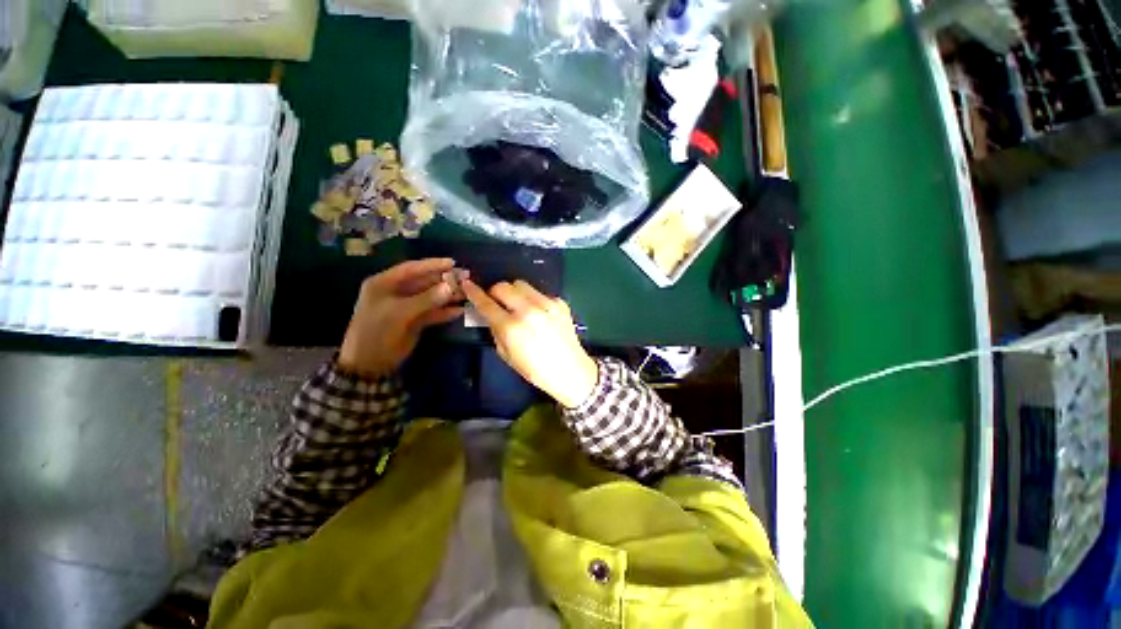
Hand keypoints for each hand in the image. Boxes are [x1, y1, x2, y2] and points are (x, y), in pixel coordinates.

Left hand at [339, 258, 463, 376]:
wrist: (370, 363)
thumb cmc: (377, 331)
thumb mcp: (400, 313)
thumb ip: (427, 299)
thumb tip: (451, 286)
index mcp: (385, 284)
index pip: (411, 269)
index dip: (432, 265)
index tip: (452, 263)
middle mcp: (396, 292)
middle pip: (424, 282)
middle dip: (444, 280)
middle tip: (465, 278)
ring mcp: (407, 307)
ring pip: (431, 297)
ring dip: (448, 295)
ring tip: (466, 293)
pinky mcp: (415, 321)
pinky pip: (433, 312)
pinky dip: (445, 311)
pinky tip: (460, 310)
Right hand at [462, 279, 597, 408]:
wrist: (570, 370)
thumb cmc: (535, 370)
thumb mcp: (507, 355)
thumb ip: (496, 331)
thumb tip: (491, 315)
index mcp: (511, 327)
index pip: (486, 303)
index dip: (474, 293)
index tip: (467, 284)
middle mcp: (528, 310)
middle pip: (503, 286)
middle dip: (495, 292)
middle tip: (498, 302)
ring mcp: (546, 304)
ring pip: (521, 284)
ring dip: (514, 292)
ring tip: (519, 306)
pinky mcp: (560, 303)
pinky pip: (539, 293)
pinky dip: (533, 300)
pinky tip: (539, 315)